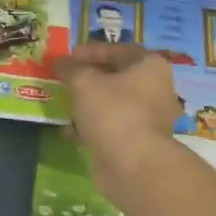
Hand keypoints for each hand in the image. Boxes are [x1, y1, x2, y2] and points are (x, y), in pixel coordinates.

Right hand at [58, 42, 182, 202]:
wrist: (133, 165)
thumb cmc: (113, 112)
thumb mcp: (84, 83)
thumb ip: (70, 69)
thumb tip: (59, 63)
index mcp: (150, 66)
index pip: (117, 50)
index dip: (89, 52)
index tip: (67, 59)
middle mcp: (156, 88)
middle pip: (116, 77)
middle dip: (88, 79)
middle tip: (65, 80)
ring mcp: (150, 117)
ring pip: (113, 103)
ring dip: (88, 104)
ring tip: (64, 106)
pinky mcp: (139, 141)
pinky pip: (112, 125)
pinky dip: (93, 126)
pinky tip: (71, 132)